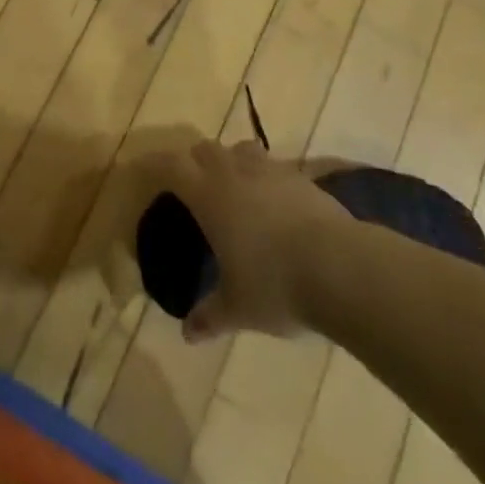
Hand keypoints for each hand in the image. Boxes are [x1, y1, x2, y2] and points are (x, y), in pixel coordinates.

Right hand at [156, 140, 352, 343]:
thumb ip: (210, 316)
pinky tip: (272, 203)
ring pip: (240, 149)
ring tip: (233, 187)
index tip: (145, 169)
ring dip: (230, 161)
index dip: (155, 165)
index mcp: (208, 195)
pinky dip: (265, 177)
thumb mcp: (238, 308)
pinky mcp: (300, 176)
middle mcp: (233, 172)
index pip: (171, 166)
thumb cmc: (275, 284)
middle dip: (194, 161)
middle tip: (191, 185)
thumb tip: (187, 334)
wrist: (339, 266)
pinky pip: (273, 166)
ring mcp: (269, 169)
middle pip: (204, 149)